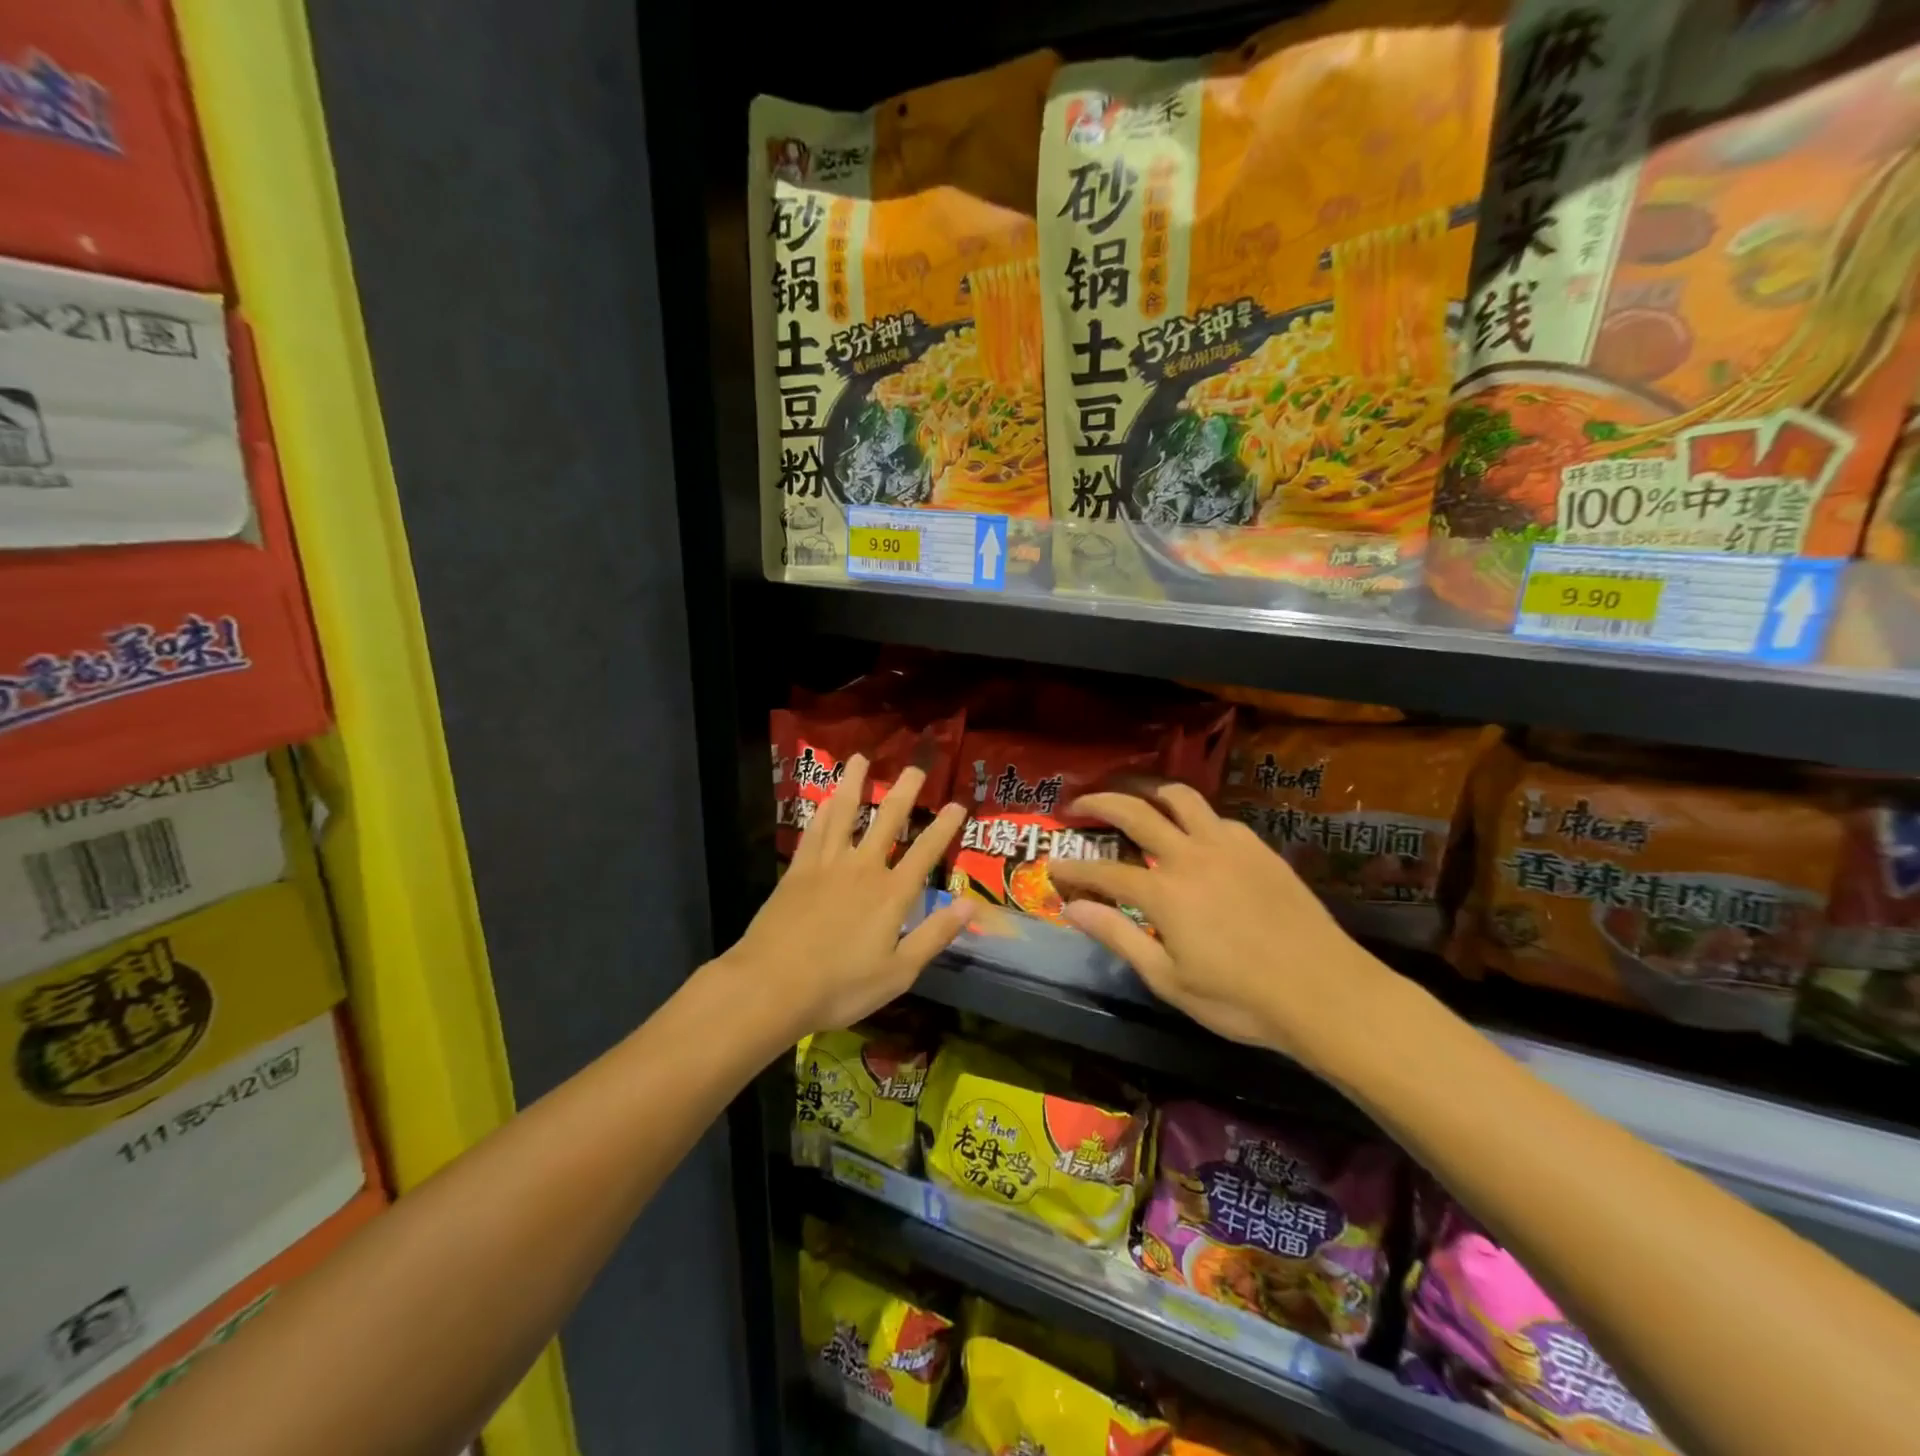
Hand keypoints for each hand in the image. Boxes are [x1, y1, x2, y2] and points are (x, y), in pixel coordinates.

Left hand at [724, 755, 969, 1037]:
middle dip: (905, 792)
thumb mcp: (899, 972)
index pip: (925, 852)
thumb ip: (934, 935)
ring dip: (856, 785)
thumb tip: (970, 905)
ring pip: (845, 814)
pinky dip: (823, 810)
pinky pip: (814, 831)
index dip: (944, 827)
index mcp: (892, 894)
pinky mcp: (798, 870)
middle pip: (887, 821)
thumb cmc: (840, 986)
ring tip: (862, 759)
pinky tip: (827, 798)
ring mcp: (827, 865)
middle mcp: (863, 868)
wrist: (772, 986)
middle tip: (916, 768)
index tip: (957, 804)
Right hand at [1046, 784, 1396, 1067]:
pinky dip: (1193, 817)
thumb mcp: (1169, 979)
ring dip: (1148, 791)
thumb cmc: (1240, 999)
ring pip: (1180, 797)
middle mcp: (1190, 855)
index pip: (1102, 871)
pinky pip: (1217, 818)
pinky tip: (1193, 835)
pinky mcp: (1258, 848)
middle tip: (1077, 806)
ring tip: (1134, 797)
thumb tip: (1072, 908)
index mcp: (1164, 892)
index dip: (1073, 868)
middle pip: (1134, 812)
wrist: (1325, 992)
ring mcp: (1228, 845)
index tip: (1052, 865)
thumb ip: (1118, 936)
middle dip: (1098, 803)